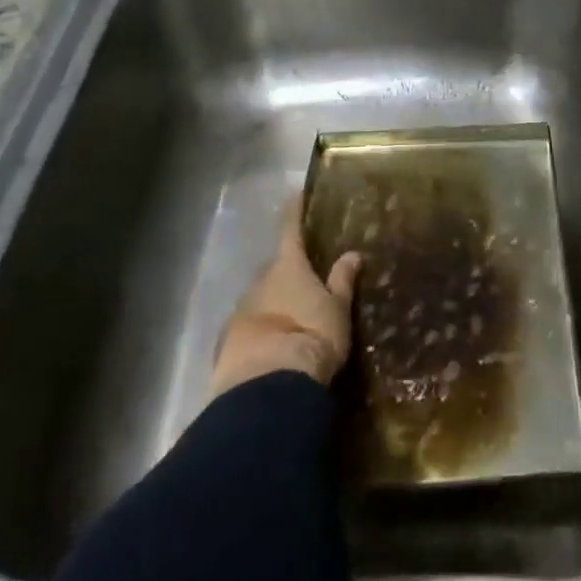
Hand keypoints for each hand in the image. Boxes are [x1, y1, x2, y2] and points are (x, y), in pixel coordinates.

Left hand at [209, 201, 361, 397]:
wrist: (267, 386)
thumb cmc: (310, 336)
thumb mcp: (336, 310)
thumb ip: (342, 281)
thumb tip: (352, 254)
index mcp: (288, 266)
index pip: (291, 228)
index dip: (295, 210)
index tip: (297, 194)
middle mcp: (260, 280)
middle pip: (275, 267)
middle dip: (289, 269)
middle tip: (308, 276)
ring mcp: (240, 310)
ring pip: (261, 296)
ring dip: (275, 301)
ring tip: (294, 316)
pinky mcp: (228, 341)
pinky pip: (251, 326)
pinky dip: (263, 329)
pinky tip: (274, 344)